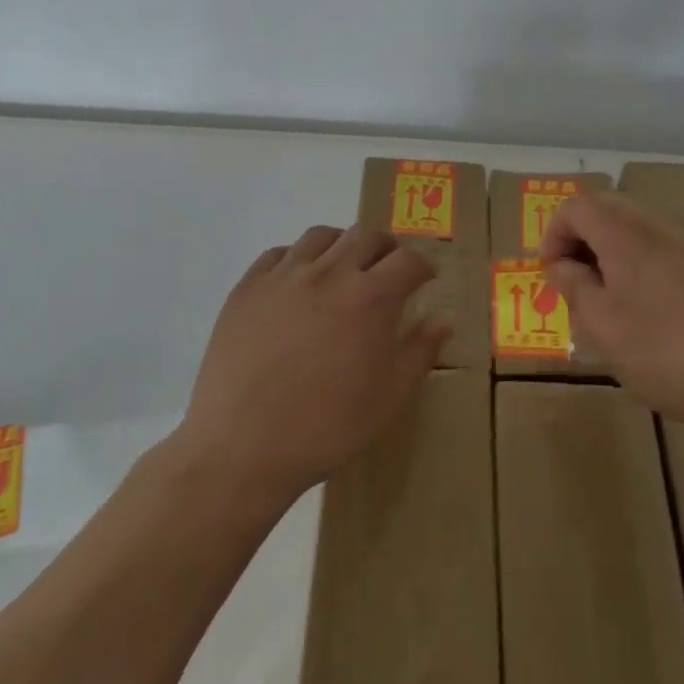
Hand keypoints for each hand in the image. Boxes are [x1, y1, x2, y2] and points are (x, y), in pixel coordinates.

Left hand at [178, 225, 444, 501]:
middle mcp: (329, 273)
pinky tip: (297, 282)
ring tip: (342, 267)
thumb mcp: (387, 399)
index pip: (408, 261)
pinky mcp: (248, 287)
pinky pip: (277, 254)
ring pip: (321, 236)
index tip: (425, 279)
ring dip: (341, 245)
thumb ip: (418, 353)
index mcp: (369, 298)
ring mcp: (284, 276)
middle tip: (387, 270)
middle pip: (366, 236)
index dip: (423, 267)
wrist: (242, 448)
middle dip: (386, 248)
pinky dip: (296, 258)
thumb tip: (442, 322)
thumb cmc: (325, 428)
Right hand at [542, 192, 683, 426]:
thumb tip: (562, 264)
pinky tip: (653, 318)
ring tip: (611, 307)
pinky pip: (664, 253)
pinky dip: (643, 270)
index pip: (575, 207)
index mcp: (622, 234)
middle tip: (577, 286)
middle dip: (582, 242)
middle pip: (607, 212)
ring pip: (637, 233)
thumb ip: (575, 289)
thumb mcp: (604, 327)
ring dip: (612, 257)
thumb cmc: (670, 349)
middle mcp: (655, 226)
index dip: (553, 235)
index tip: (552, 275)